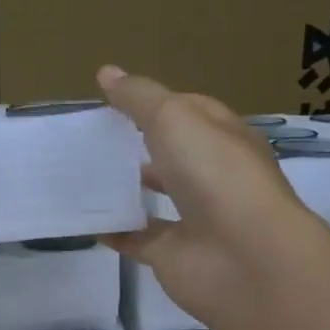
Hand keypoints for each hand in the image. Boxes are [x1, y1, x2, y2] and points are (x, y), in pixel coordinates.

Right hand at [97, 65, 320, 329]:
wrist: (243, 257)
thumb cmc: (215, 174)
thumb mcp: (175, 119)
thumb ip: (139, 98)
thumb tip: (106, 72)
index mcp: (224, 138)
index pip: (192, 111)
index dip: (157, 103)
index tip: (115, 101)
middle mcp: (213, 177)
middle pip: (174, 155)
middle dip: (140, 146)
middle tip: (95, 138)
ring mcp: (194, 219)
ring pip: (156, 198)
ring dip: (128, 188)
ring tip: (86, 174)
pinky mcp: (173, 255)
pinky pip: (138, 240)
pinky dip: (115, 231)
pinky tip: (86, 220)